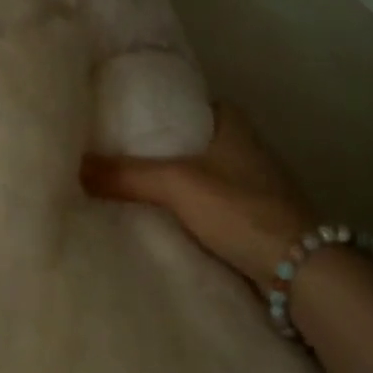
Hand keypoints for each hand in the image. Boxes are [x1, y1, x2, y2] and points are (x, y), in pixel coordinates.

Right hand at [81, 105, 311, 284]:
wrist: (299, 269)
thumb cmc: (240, 208)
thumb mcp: (177, 185)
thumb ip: (125, 174)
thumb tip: (72, 165)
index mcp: (230, 121)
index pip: (181, 103)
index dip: (148, 109)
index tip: (113, 118)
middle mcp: (242, 144)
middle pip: (185, 139)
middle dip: (151, 147)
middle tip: (107, 151)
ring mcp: (248, 181)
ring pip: (194, 171)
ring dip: (165, 178)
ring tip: (119, 181)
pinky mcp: (249, 214)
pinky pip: (203, 201)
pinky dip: (180, 204)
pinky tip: (152, 213)